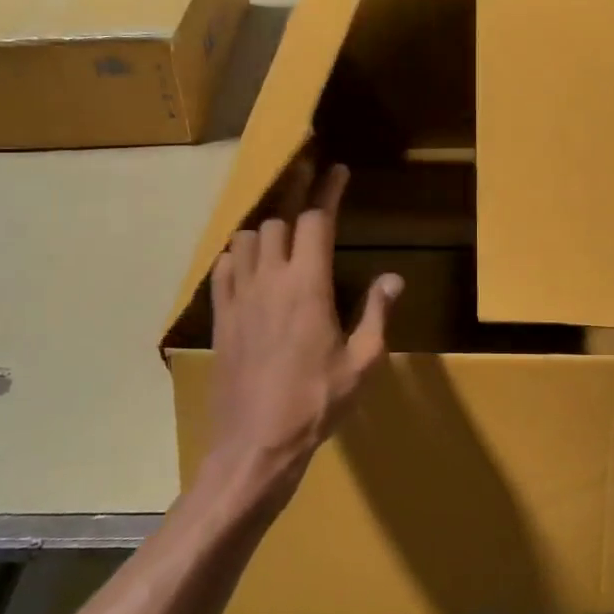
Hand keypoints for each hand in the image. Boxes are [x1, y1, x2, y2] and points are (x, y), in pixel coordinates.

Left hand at [204, 163, 401, 513]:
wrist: (255, 445)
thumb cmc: (316, 403)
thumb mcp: (362, 363)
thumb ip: (376, 313)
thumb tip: (393, 278)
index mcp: (308, 286)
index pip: (317, 220)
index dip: (328, 190)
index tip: (337, 169)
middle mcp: (270, 280)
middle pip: (278, 220)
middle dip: (296, 196)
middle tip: (309, 184)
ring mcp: (239, 297)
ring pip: (247, 238)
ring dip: (266, 227)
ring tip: (282, 230)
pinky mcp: (220, 316)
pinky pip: (223, 267)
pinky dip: (238, 254)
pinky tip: (249, 263)